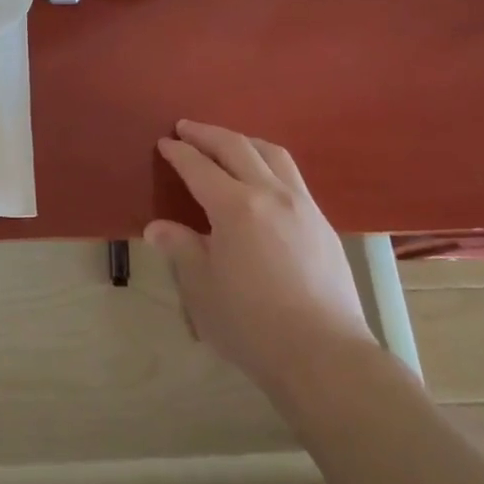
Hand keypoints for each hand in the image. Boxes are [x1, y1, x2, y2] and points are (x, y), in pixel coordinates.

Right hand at [147, 121, 373, 389]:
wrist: (324, 355)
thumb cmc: (252, 324)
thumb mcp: (202, 288)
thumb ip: (181, 249)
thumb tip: (158, 227)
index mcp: (235, 206)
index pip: (199, 167)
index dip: (179, 152)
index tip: (164, 143)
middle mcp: (270, 194)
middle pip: (236, 147)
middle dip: (207, 134)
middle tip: (186, 128)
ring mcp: (302, 205)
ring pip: (272, 154)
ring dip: (243, 141)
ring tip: (227, 143)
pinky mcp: (323, 223)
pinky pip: (292, 176)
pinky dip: (269, 163)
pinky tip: (263, 181)